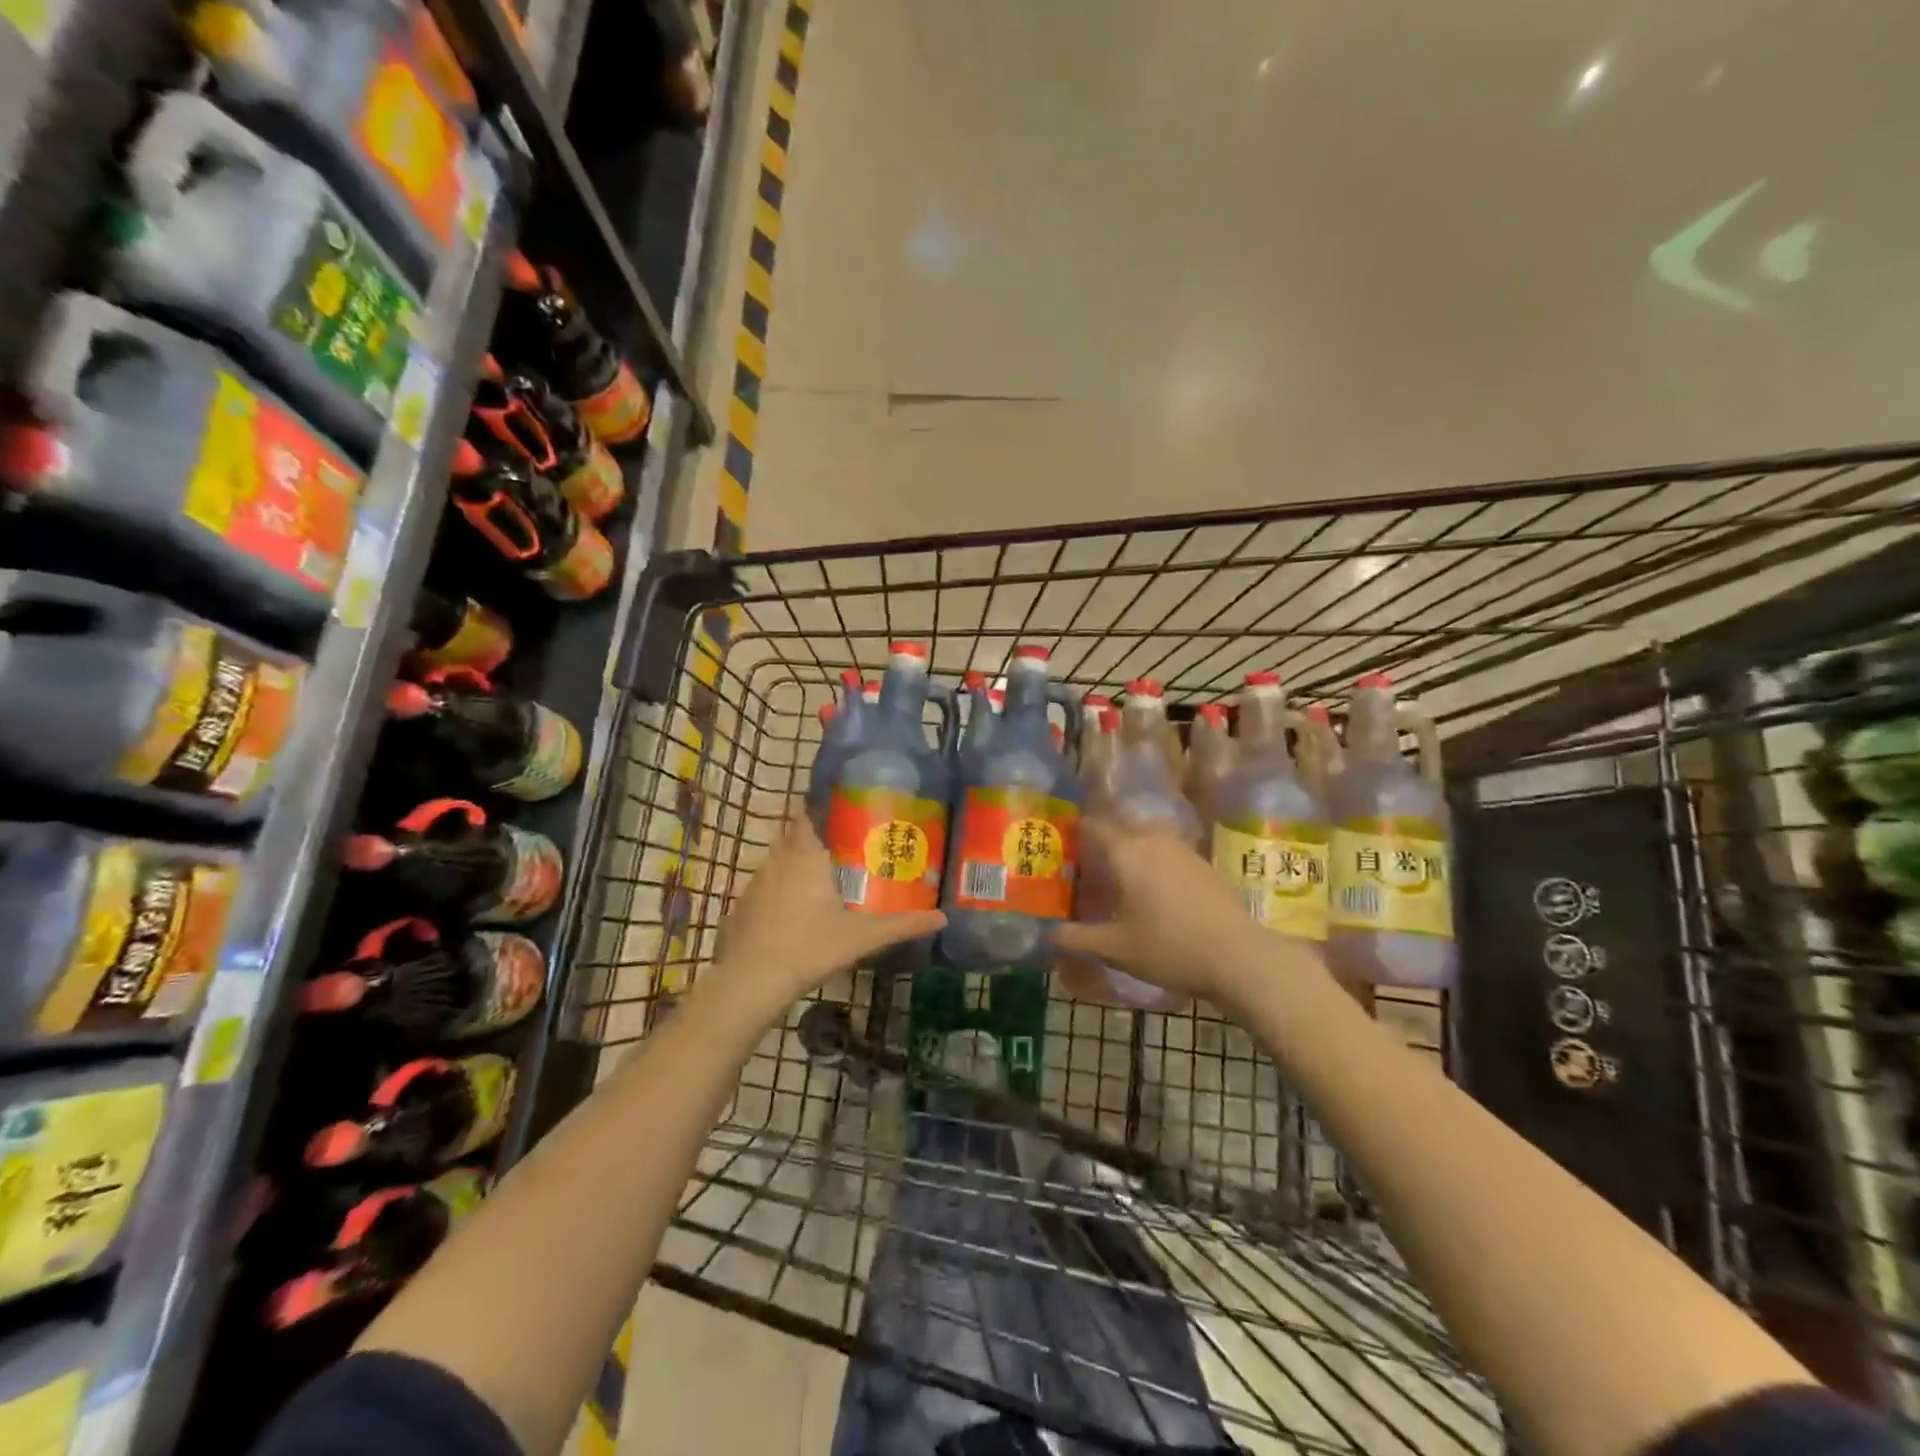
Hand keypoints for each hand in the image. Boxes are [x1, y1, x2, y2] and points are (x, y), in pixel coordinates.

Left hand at [708, 816, 945, 1021]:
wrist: (753, 979)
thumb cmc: (811, 947)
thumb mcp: (863, 937)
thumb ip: (902, 925)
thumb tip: (942, 918)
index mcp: (806, 857)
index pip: (805, 816)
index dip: (816, 809)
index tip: (835, 810)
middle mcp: (778, 861)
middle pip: (791, 836)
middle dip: (809, 837)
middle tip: (836, 846)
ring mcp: (755, 882)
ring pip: (776, 861)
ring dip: (792, 864)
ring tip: (816, 877)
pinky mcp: (741, 906)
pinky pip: (763, 886)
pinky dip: (776, 889)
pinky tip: (790, 910)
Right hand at [1050, 819, 1306, 1006]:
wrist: (1240, 957)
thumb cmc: (1170, 948)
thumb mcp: (1115, 949)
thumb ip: (1077, 938)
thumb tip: (1047, 935)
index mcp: (1127, 852)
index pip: (1094, 826)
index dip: (1075, 832)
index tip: (1061, 846)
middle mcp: (1154, 840)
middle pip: (1121, 830)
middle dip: (1102, 844)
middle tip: (1086, 869)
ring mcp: (1184, 850)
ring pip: (1147, 841)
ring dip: (1130, 853)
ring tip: (1118, 881)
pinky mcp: (1204, 865)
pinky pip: (1168, 854)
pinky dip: (1154, 864)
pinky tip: (1153, 893)